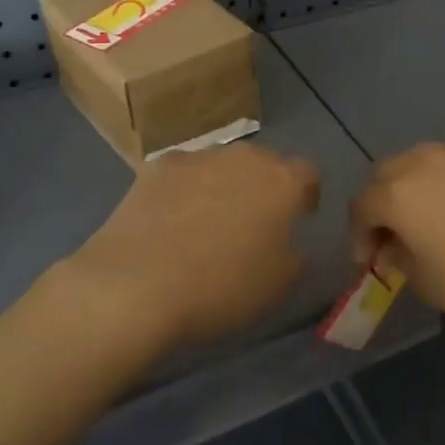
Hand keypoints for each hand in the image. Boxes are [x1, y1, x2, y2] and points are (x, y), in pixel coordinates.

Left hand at [63, 143, 320, 352]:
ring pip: (221, 165)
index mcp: (281, 182)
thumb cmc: (221, 287)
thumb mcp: (278, 286)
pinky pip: (183, 174)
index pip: (308, 174)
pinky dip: (185, 190)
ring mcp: (196, 158)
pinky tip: (172, 219)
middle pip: (264, 162)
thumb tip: (290, 248)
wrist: (136, 284)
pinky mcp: (156, 168)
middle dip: (264, 186)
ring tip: (210, 220)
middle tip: (256, 220)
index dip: (307, 195)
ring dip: (224, 184)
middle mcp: (243, 157)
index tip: (301, 217)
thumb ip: (294, 259)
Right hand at [349, 141, 444, 343]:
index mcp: (399, 193)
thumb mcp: (428, 284)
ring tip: (431, 216)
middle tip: (394, 235)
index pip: (362, 206)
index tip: (369, 261)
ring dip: (415, 185)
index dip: (359, 235)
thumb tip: (395, 245)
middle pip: (387, 173)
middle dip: (382, 203)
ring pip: (423, 161)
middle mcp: (426, 161)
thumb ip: (400, 258)